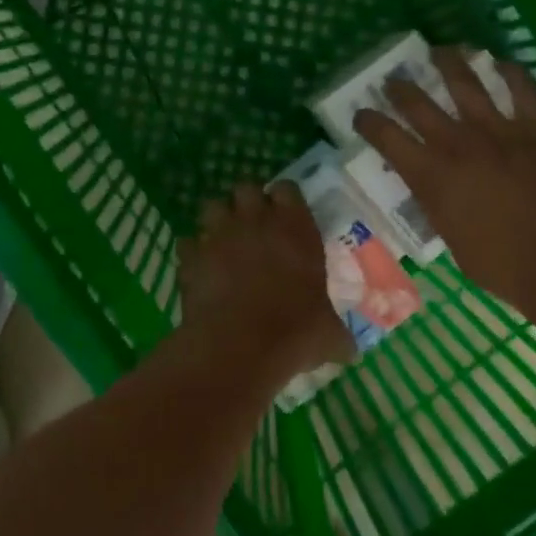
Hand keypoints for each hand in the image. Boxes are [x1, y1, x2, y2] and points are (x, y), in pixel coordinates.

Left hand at [179, 181, 353, 377]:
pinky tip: (200, 269)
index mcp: (295, 228)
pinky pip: (188, 243)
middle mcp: (256, 221)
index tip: (285, 215)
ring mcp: (219, 235)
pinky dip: (193, 253)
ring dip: (217, 220)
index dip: (284, 199)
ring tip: (223, 241)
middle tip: (253, 226)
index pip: (287, 189)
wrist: (240, 347)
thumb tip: (347, 348)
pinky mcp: (191, 256)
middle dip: (247, 202)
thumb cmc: (295, 332)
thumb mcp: (329, 335)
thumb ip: (336, 332)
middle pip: (245, 188)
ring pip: (212, 206)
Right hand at [352, 48, 535, 314]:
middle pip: (418, 103)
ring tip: (440, 50)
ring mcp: (499, 130)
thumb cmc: (501, 264)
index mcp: (430, 175)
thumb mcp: (449, 238)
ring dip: (449, 63)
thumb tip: (430, 187)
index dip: (368, 122)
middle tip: (393, 80)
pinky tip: (501, 63)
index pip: (386, 137)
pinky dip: (510, 72)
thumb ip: (436, 204)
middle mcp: (457, 143)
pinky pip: (522, 89)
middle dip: (399, 88)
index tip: (361, 115)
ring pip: (466, 83)